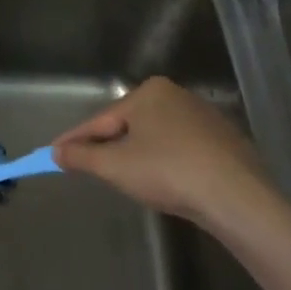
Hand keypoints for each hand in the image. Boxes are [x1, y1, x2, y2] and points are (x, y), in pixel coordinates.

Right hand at [52, 76, 279, 232]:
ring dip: (136, 155)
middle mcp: (177, 96)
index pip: (100, 120)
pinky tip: (164, 182)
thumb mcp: (114, 166)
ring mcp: (205, 117)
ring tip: (123, 178)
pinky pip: (181, 149)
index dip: (74, 140)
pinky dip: (165, 162)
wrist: (237, 197)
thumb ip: (81, 156)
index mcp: (149, 92)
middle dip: (107, 146)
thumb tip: (56, 152)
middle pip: (128, 125)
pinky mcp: (225, 141)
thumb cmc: (167, 172)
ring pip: (155, 137)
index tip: (53, 153)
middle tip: (86, 167)